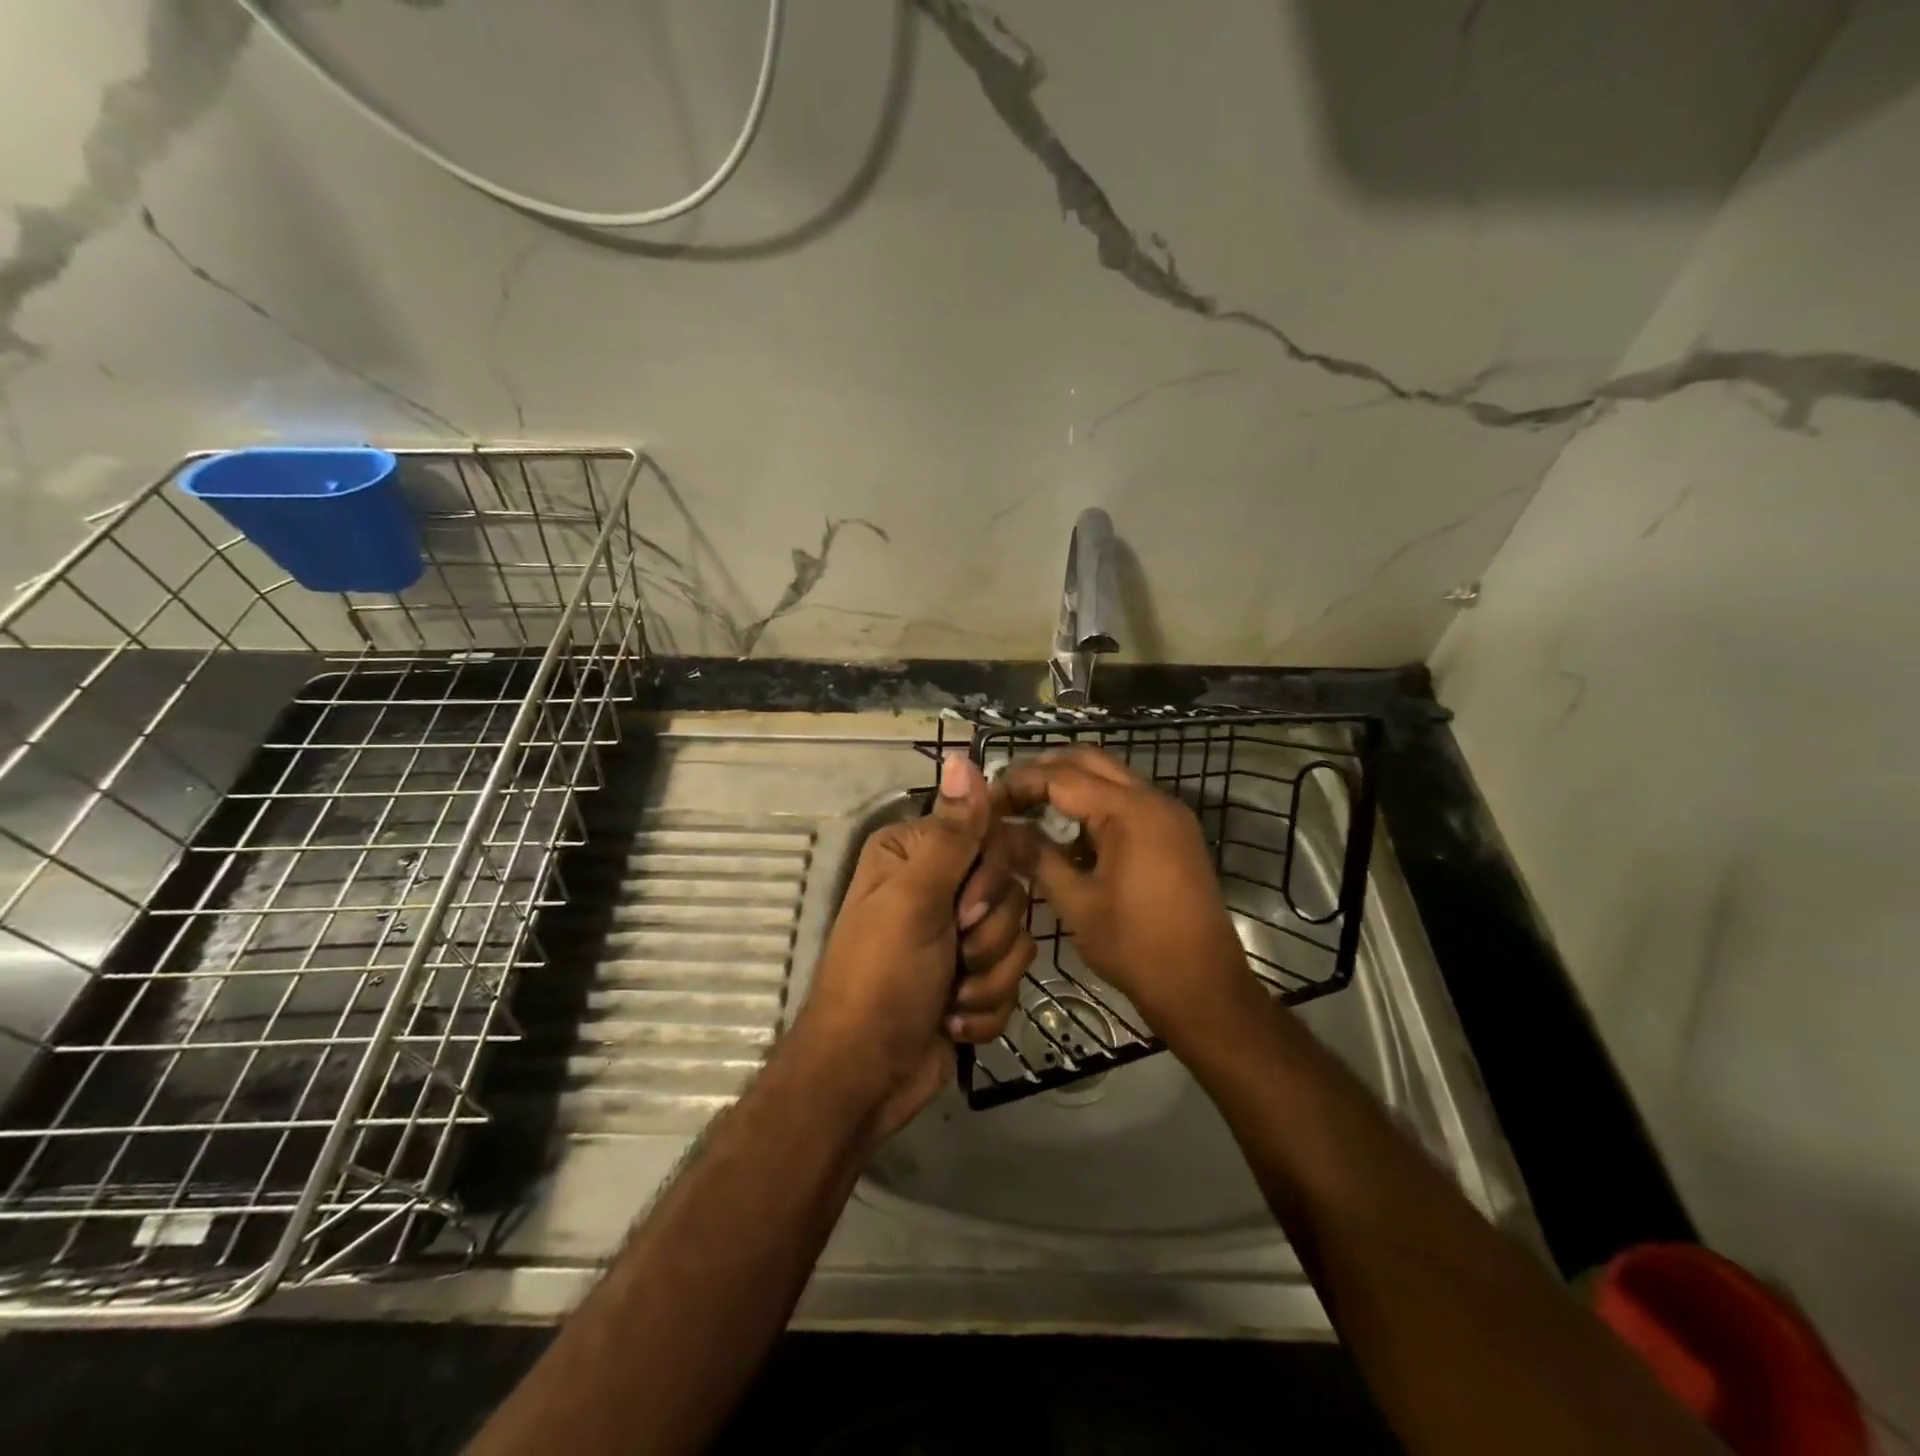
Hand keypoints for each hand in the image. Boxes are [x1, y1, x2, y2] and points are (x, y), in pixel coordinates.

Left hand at [795, 753, 1034, 1135]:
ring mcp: (957, 935)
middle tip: (952, 957)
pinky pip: (1011, 979)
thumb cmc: (882, 979)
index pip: (991, 835)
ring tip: (947, 997)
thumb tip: (961, 756)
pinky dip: (983, 1007)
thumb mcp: (915, 901)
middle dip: (988, 937)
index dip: (991, 877)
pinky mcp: (973, 978)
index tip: (964, 911)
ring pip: (1017, 937)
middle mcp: (939, 886)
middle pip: (1012, 890)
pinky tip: (951, 1020)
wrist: (867, 1076)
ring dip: (986, 978)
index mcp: (917, 854)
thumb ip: (952, 834)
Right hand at [994, 747, 1255, 1049]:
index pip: (1061, 777)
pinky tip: (1068, 832)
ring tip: (1029, 809)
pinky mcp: (1175, 832)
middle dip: (1043, 772)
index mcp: (1129, 811)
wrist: (1204, 989)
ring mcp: (1169, 813)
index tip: (986, 804)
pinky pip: (1127, 799)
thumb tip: (1000, 832)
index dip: (1018, 784)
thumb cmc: (1136, 948)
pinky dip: (1095, 803)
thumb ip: (1037, 857)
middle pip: (1088, 760)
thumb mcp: (1076, 903)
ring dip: (1069, 784)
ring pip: (1110, 776)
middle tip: (1006, 796)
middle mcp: (1153, 798)